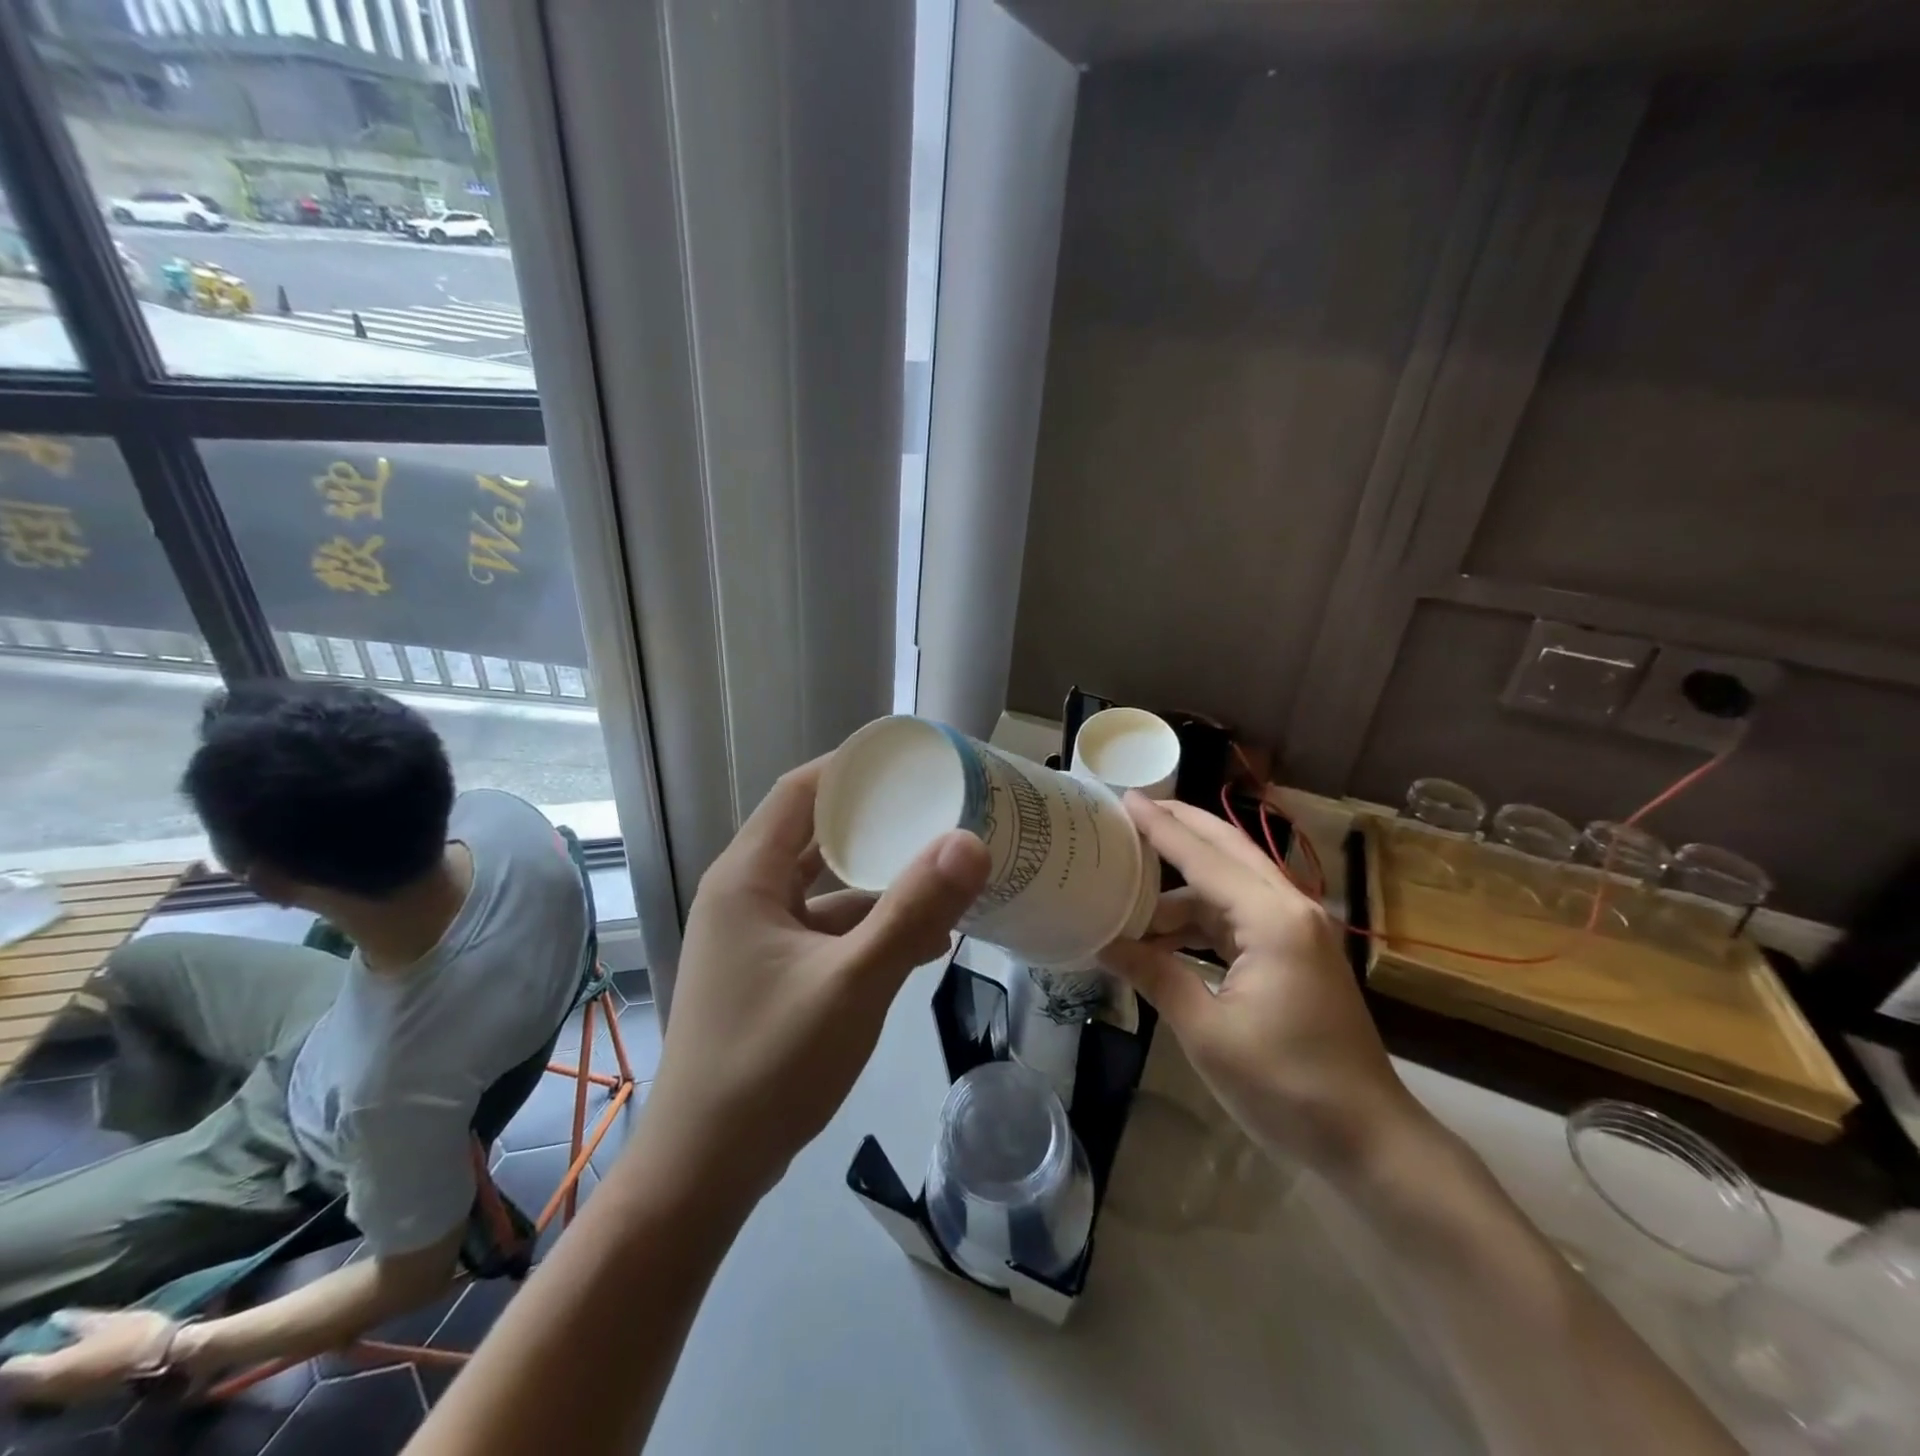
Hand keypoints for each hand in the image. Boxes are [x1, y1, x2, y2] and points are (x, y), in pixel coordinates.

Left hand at [0, 1309, 177, 1405]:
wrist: (161, 1363)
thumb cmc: (134, 1337)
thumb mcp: (112, 1321)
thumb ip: (81, 1321)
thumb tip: (56, 1317)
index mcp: (44, 1371)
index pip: (11, 1367)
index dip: (23, 1351)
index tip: (37, 1339)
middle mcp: (40, 1392)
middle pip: (21, 1382)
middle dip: (33, 1364)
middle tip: (51, 1345)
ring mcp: (57, 1401)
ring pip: (36, 1390)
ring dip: (46, 1374)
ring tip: (65, 1355)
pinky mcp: (74, 1404)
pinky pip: (52, 1394)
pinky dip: (58, 1382)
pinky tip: (77, 1367)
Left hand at [645, 757, 990, 1205]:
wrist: (704, 1172)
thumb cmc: (769, 1066)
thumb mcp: (852, 983)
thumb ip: (912, 910)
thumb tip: (971, 840)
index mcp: (748, 877)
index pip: (802, 791)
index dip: (855, 768)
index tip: (914, 761)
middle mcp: (746, 895)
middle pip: (817, 835)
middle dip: (879, 822)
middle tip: (942, 808)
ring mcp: (757, 937)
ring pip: (826, 887)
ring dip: (880, 880)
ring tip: (945, 869)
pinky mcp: (771, 972)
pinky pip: (826, 929)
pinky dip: (870, 926)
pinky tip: (924, 939)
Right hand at [1099, 795, 1428, 1178]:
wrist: (1368, 1139)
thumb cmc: (1286, 1085)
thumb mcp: (1208, 1031)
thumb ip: (1155, 975)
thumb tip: (1103, 942)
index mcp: (1272, 919)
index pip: (1203, 857)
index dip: (1159, 827)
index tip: (1123, 798)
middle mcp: (1289, 908)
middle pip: (1227, 849)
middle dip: (1179, 827)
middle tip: (1130, 812)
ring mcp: (1297, 930)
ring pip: (1230, 884)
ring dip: (1182, 887)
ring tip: (1128, 890)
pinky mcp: (1295, 953)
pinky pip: (1238, 916)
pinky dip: (1200, 919)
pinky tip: (1162, 936)